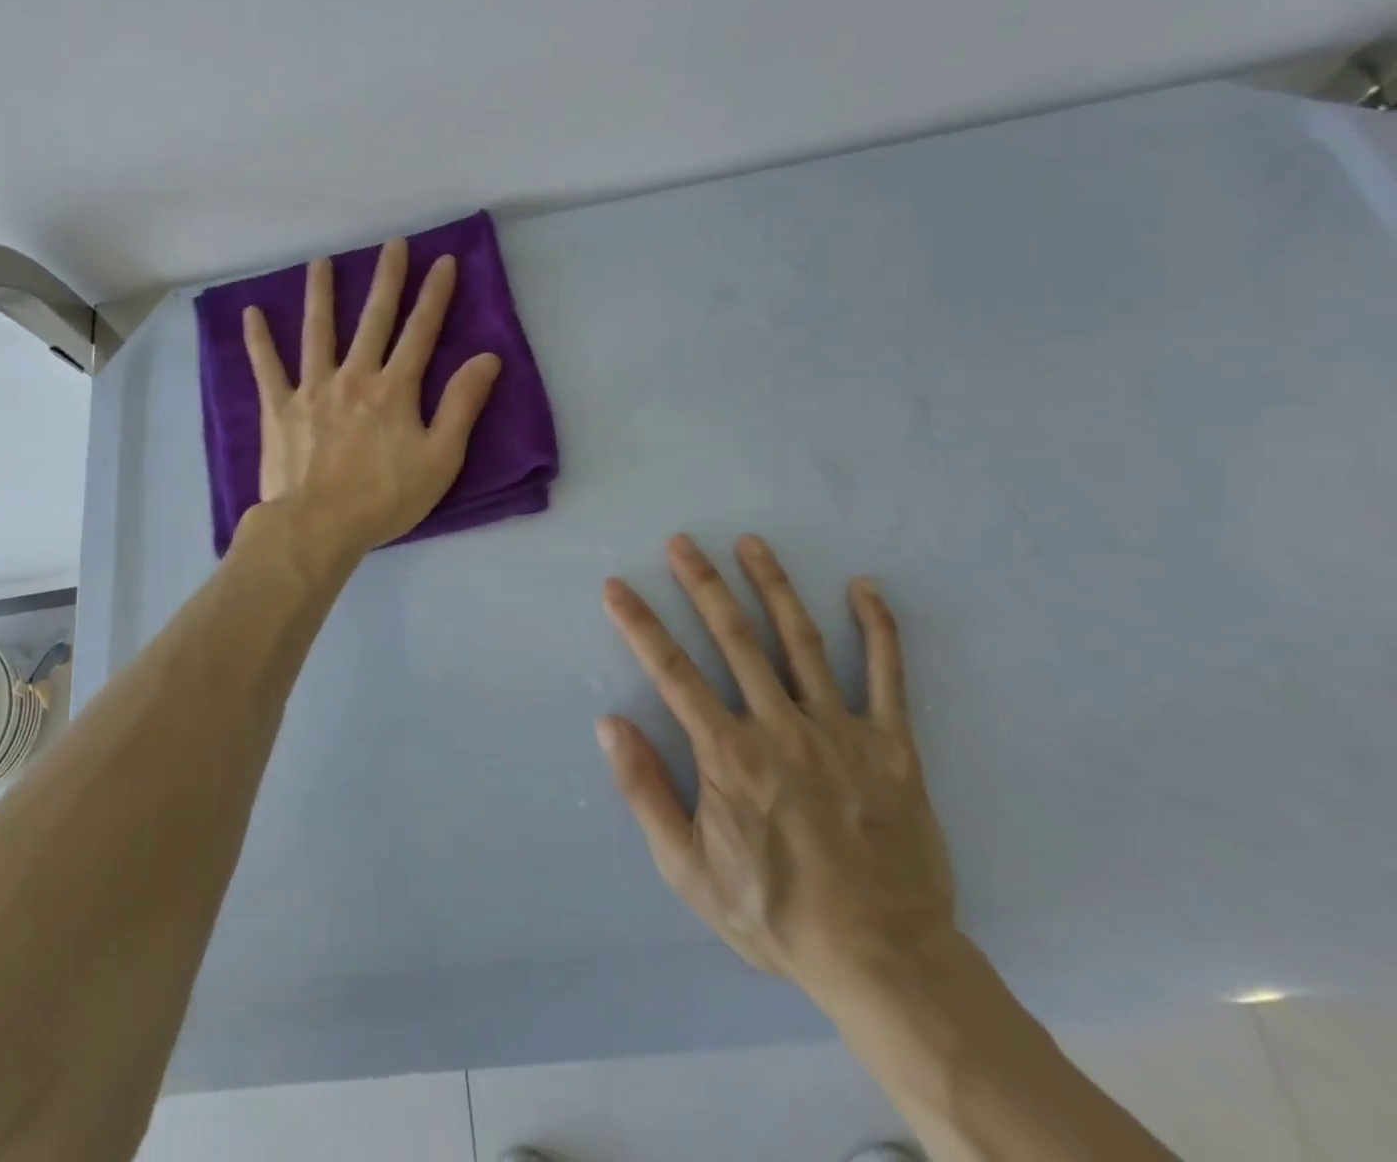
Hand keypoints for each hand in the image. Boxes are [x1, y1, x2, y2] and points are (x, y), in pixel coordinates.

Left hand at [243, 238, 501, 558]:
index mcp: (395, 389)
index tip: (443, 261)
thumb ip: (462, 405)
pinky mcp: (279, 409)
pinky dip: (258, 341)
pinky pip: (267, 368)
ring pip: (318, 332)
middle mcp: (354, 377)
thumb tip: (487, 358)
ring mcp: (313, 389)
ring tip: (321, 262)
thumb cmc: (384, 498)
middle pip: (374, 320)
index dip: (435, 296)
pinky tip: (250, 314)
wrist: (317, 527)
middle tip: (393, 244)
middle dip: (387, 279)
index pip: (421, 332)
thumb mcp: (440, 458)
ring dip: (321, 295)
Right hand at [597, 534, 955, 999]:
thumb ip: (645, 792)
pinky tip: (864, 588)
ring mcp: (840, 730)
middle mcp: (780, 726)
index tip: (617, 587)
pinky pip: (887, 675)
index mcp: (728, 754)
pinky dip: (877, 628)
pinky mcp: (892, 744)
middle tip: (682, 542)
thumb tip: (609, 724)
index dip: (639, 624)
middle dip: (703, 584)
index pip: (671, 671)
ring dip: (772, 586)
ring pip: (801, 640)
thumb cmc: (774, 913)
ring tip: (751, 544)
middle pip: (734, 638)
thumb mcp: (687, 869)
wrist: (883, 959)